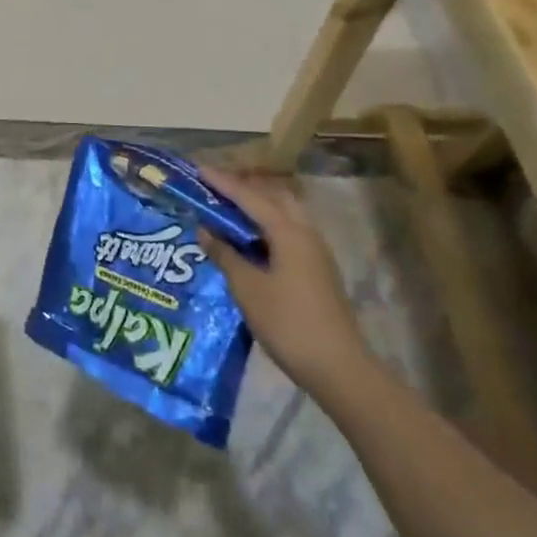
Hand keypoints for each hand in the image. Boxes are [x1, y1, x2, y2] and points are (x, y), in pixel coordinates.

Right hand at [195, 167, 371, 395]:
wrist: (339, 367)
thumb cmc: (288, 322)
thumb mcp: (247, 288)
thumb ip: (225, 254)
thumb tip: (205, 230)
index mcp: (288, 231)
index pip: (249, 197)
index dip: (222, 182)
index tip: (198, 169)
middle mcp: (305, 233)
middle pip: (273, 198)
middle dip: (244, 189)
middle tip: (214, 189)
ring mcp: (315, 252)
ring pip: (284, 215)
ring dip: (256, 208)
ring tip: (227, 211)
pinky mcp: (317, 270)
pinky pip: (288, 233)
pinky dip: (266, 227)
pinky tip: (249, 241)